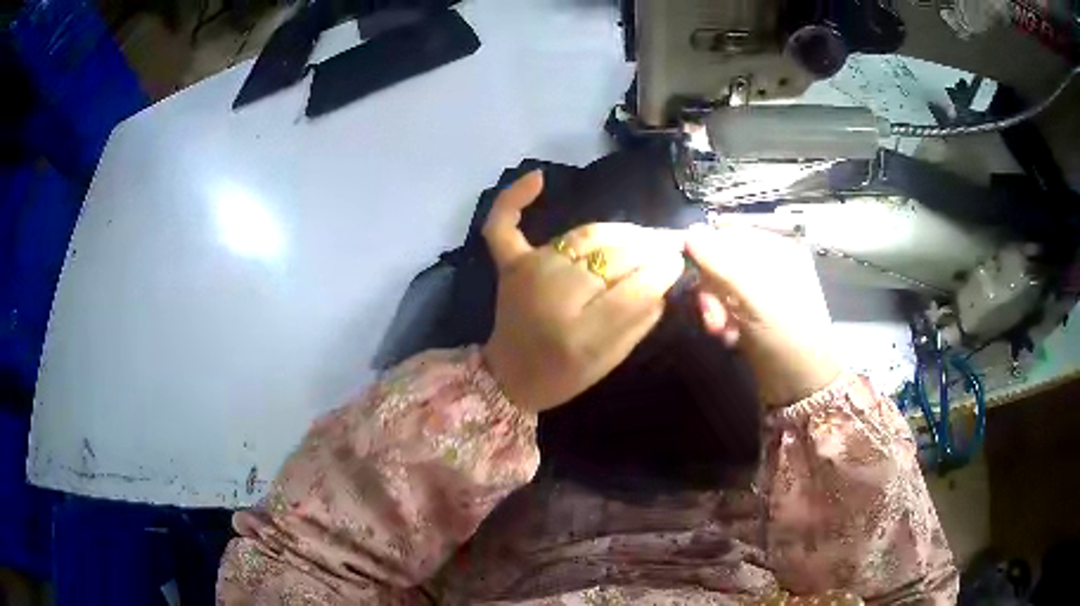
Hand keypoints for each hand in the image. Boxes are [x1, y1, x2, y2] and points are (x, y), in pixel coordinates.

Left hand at [481, 171, 684, 412]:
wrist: (510, 377)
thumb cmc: (564, 376)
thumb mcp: (611, 360)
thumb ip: (640, 319)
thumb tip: (664, 275)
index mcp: (579, 336)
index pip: (634, 290)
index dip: (661, 271)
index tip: (678, 262)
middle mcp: (551, 296)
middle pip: (612, 257)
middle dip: (648, 249)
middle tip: (667, 247)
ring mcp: (527, 274)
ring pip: (584, 235)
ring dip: (619, 231)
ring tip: (643, 236)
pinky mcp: (509, 264)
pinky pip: (504, 225)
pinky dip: (516, 198)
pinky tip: (539, 178)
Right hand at [686, 224, 839, 406]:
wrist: (802, 387)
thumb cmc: (787, 338)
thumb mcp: (756, 299)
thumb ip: (722, 265)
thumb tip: (689, 233)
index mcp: (778, 250)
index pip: (730, 234)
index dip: (707, 251)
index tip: (694, 276)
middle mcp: (769, 265)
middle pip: (721, 261)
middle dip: (711, 288)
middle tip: (712, 317)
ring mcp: (760, 291)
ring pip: (719, 285)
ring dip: (714, 308)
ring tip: (721, 332)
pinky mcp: (752, 313)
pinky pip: (724, 305)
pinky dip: (722, 320)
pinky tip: (729, 338)